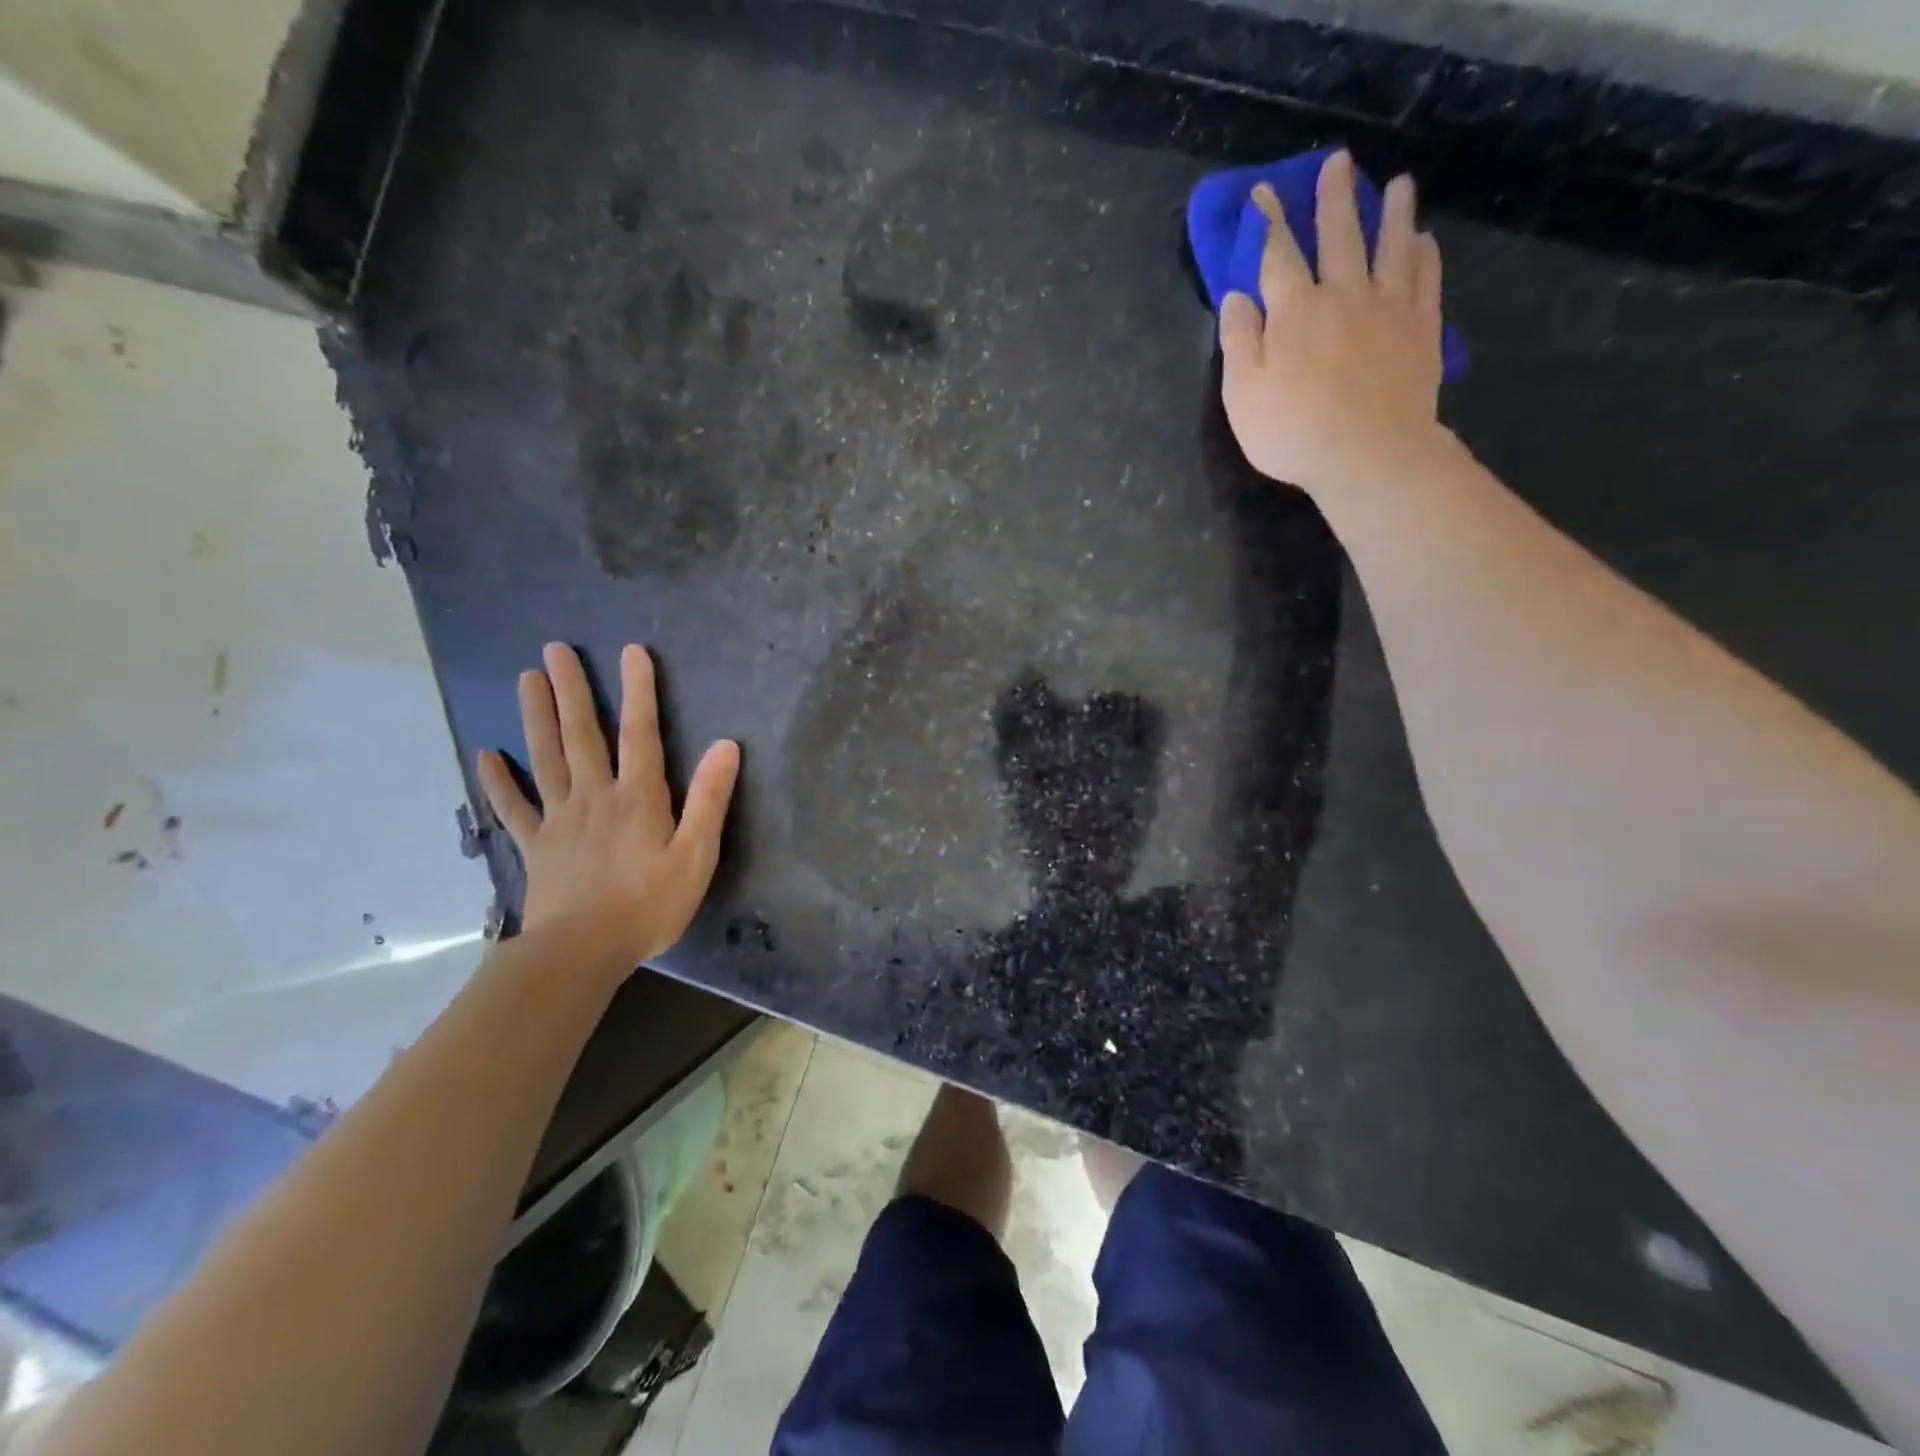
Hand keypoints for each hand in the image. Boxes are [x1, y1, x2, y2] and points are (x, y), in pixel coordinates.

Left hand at [477, 642, 740, 970]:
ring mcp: (559, 820)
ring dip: (535, 716)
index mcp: (638, 797)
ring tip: (526, 678)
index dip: (638, 690)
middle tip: (555, 649)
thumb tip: (726, 745)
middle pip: (582, 735)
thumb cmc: (649, 905)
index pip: (641, 733)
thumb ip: (710, 799)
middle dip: (572, 690)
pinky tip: (487, 755)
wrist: (582, 952)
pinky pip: (514, 808)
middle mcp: (594, 796)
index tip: (631, 651)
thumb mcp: (696, 855)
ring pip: (545, 758)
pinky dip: (499, 781)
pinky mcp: (536, 847)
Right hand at [1220, 151, 1447, 496]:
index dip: (1269, 221)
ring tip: (1398, 184)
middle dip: (1333, 199)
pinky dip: (1424, 255)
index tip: (1265, 191)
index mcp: (1293, 312)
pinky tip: (1424, 241)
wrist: (1368, 454)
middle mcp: (1342, 295)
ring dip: (1392, 213)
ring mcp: (1387, 309)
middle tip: (1338, 162)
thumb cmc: (1293, 432)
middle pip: (1338, 236)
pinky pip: (1425, 280)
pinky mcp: (1420, 329)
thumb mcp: (1243, 395)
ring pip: (1390, 247)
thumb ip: (1239, 342)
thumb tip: (1237, 297)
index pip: (1277, 255)